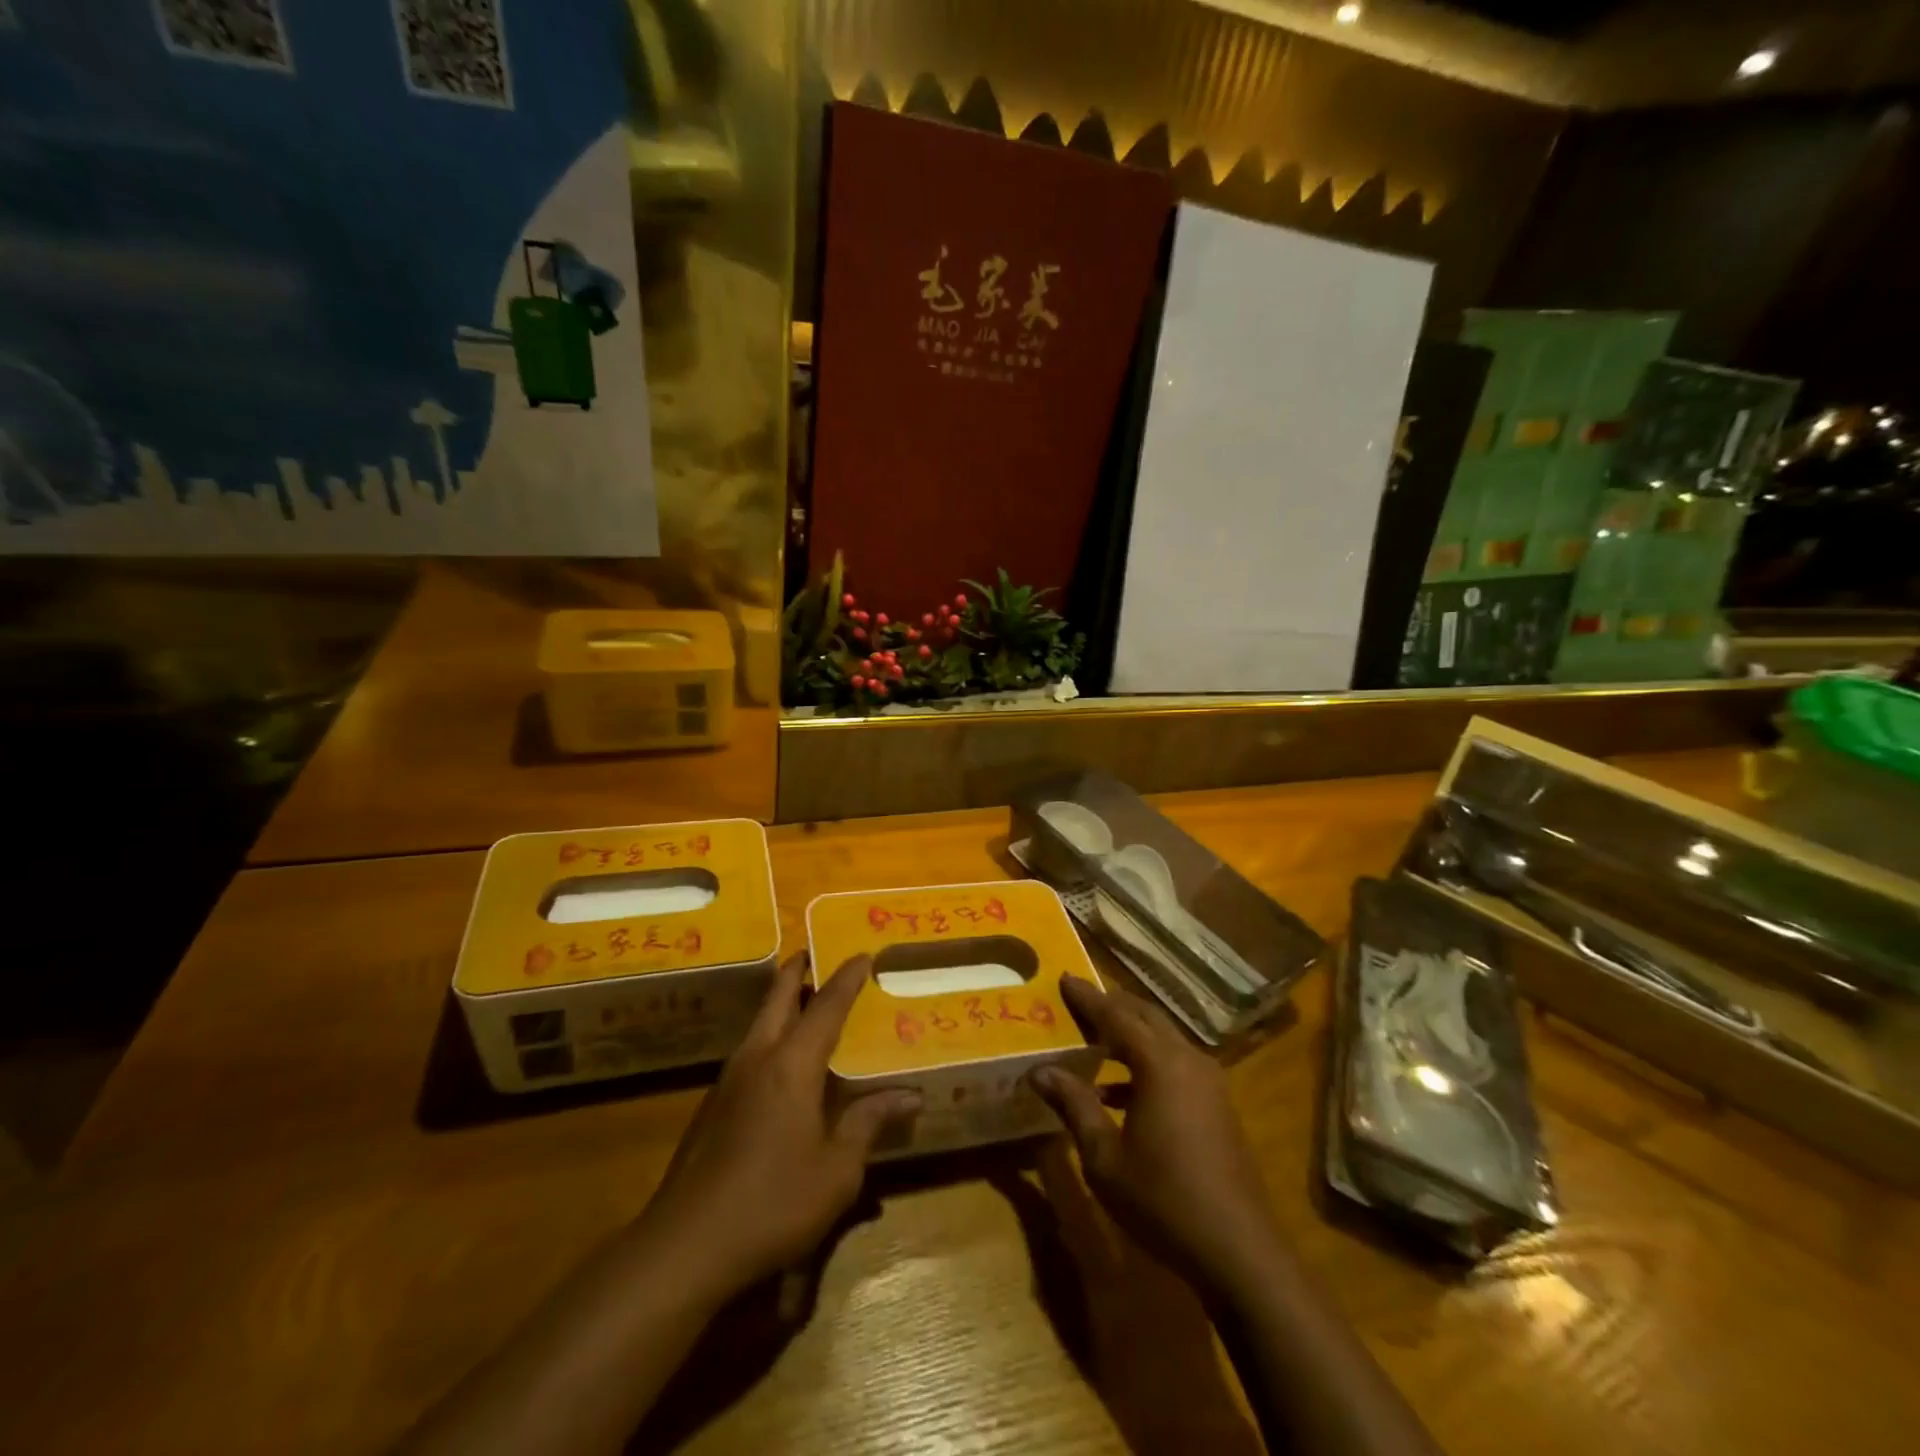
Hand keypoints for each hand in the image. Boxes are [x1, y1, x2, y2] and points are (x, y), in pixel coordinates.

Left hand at [635, 952, 918, 1300]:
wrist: (685, 1246)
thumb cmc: (773, 1203)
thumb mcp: (836, 1170)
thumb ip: (869, 1124)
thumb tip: (910, 1096)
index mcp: (792, 1064)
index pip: (826, 1006)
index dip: (847, 977)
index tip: (863, 953)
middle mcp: (758, 1057)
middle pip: (778, 996)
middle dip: (798, 970)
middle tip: (818, 954)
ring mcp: (729, 1079)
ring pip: (759, 1021)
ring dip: (782, 1002)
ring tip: (808, 1003)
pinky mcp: (713, 1105)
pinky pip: (750, 1050)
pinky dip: (772, 1036)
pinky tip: (783, 1065)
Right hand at [1031, 975, 1286, 1295]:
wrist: (1238, 1250)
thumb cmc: (1163, 1199)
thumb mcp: (1104, 1156)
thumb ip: (1074, 1105)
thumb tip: (1040, 1071)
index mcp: (1160, 1063)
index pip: (1116, 1015)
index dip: (1088, 998)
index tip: (1064, 978)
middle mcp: (1188, 1060)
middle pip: (1145, 1017)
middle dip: (1112, 1006)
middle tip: (1079, 1001)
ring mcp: (1209, 1082)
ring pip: (1163, 1039)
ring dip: (1130, 1033)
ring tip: (1095, 1039)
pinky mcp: (1218, 1105)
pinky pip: (1175, 1063)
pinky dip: (1146, 1062)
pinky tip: (1119, 1091)